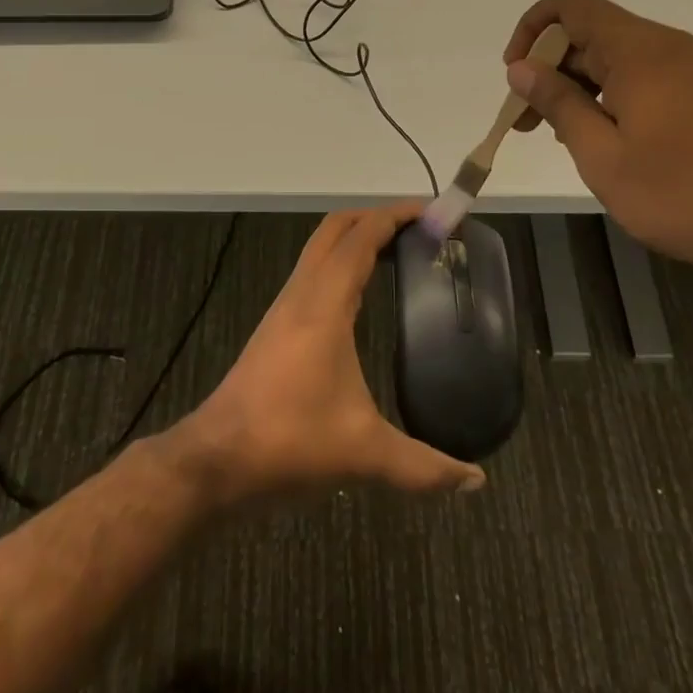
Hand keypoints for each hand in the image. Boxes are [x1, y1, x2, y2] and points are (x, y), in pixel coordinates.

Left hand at [174, 203, 486, 504]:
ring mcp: (285, 307)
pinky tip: (360, 295)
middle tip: (419, 229)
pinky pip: (313, 272)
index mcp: (324, 303)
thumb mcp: (364, 453)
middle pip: (336, 228)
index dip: (397, 216)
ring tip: (397, 253)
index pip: (361, 236)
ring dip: (355, 238)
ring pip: (320, 248)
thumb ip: (423, 466)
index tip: (433, 213)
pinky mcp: (276, 325)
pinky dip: (340, 263)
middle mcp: (302, 292)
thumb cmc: (289, 441)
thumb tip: (475, 480)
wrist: (217, 459)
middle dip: (376, 217)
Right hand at [504, 0, 692, 288]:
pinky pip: (641, 76)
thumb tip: (521, 67)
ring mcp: (691, 69)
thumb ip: (557, 102)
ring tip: (558, 134)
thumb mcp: (600, 153)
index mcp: (640, 50)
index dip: (532, 29)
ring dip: (577, 84)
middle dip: (549, 66)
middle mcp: (667, 46)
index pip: (572, 6)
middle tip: (527, 120)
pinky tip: (600, 137)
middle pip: (591, 32)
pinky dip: (607, 94)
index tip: (515, 74)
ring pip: (615, 57)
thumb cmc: (678, 194)